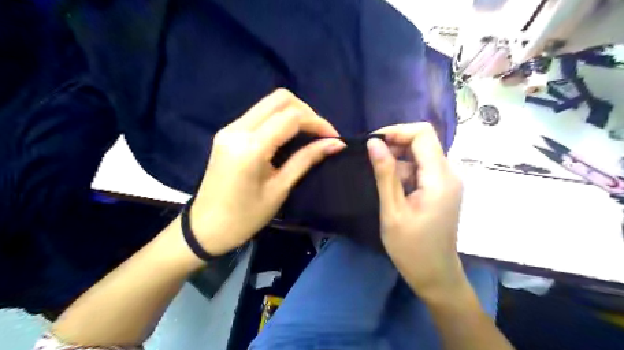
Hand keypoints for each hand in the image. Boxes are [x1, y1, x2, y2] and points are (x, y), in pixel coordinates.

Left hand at [191, 89, 345, 254]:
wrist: (205, 228)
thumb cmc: (245, 217)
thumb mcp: (280, 189)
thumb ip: (307, 160)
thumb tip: (336, 144)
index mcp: (251, 147)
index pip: (292, 117)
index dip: (318, 123)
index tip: (334, 138)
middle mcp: (238, 129)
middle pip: (280, 99)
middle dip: (307, 112)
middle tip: (320, 134)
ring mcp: (230, 128)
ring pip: (269, 103)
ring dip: (293, 113)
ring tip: (309, 135)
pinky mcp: (227, 132)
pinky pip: (259, 114)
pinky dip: (279, 119)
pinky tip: (288, 136)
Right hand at [366, 121, 464, 299]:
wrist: (435, 274)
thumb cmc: (411, 248)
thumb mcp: (392, 210)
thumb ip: (385, 174)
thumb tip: (373, 142)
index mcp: (439, 178)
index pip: (423, 134)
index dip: (397, 131)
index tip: (373, 143)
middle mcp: (449, 173)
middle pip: (423, 142)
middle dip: (395, 145)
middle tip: (371, 160)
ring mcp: (447, 181)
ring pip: (420, 155)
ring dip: (398, 160)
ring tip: (378, 178)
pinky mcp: (441, 189)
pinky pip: (422, 168)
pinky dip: (404, 171)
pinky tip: (391, 187)